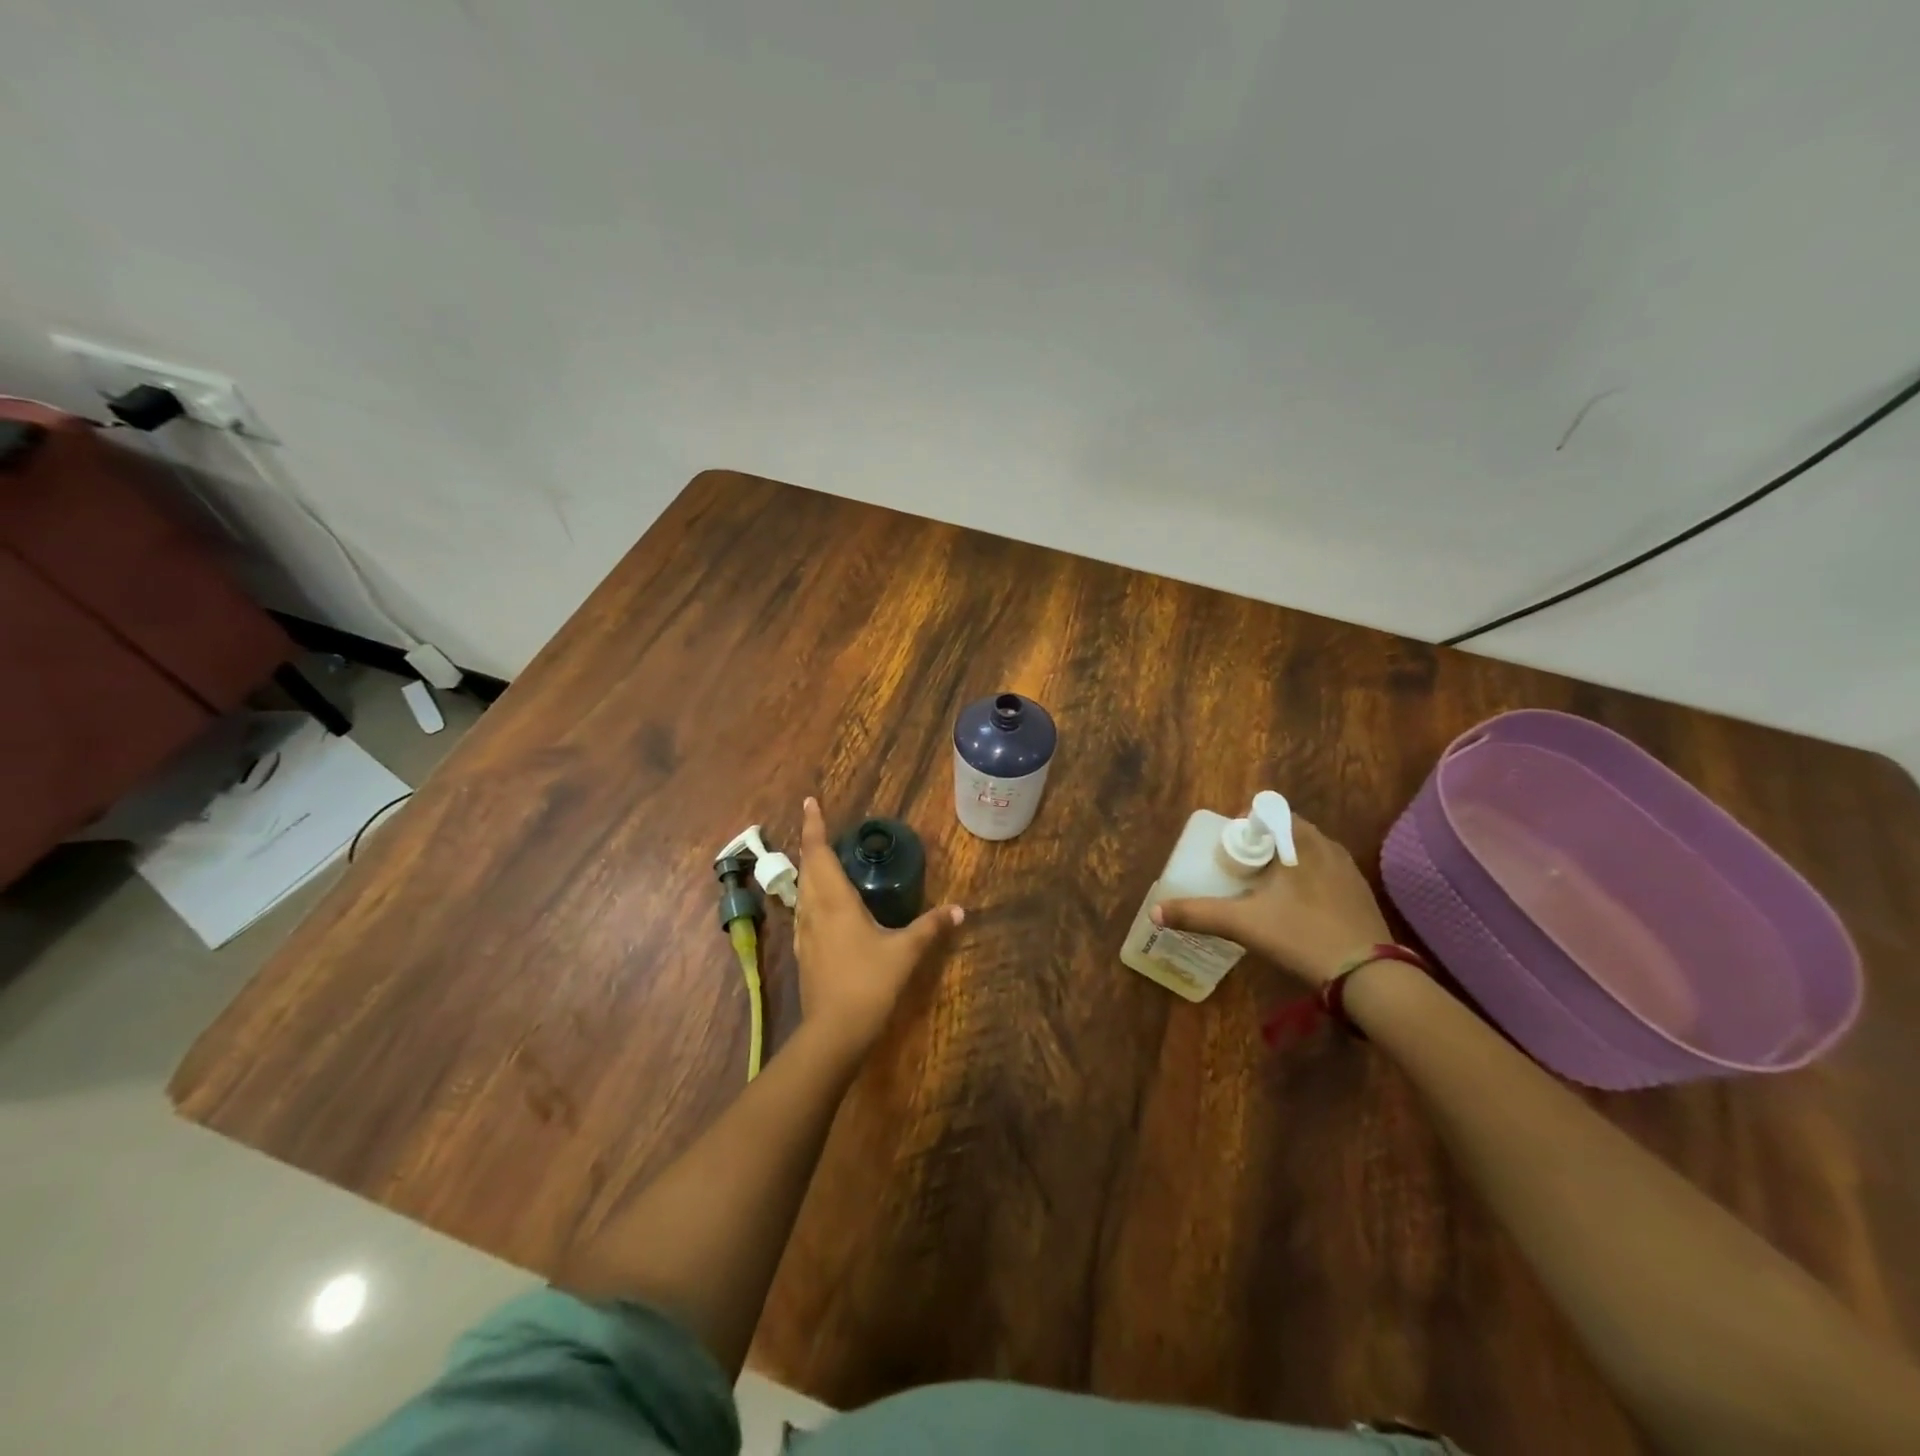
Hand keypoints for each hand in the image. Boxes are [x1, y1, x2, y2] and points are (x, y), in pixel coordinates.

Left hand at [795, 796, 963, 1053]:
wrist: (833, 1031)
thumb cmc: (869, 982)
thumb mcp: (905, 951)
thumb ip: (931, 927)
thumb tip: (960, 909)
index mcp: (834, 900)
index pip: (818, 853)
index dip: (813, 826)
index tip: (810, 802)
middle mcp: (813, 910)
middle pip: (807, 868)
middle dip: (811, 842)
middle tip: (818, 824)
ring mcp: (804, 933)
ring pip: (801, 890)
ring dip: (808, 869)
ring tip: (820, 858)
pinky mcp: (803, 953)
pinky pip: (803, 912)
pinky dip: (809, 896)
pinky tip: (820, 905)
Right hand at [1153, 816, 1390, 986]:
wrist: (1368, 976)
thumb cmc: (1301, 935)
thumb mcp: (1242, 924)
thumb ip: (1197, 914)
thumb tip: (1156, 912)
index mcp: (1300, 841)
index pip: (1268, 810)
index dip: (1245, 824)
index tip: (1230, 849)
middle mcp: (1327, 846)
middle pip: (1286, 831)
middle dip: (1261, 846)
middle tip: (1240, 872)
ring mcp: (1348, 870)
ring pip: (1307, 853)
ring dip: (1284, 864)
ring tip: (1264, 892)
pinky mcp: (1360, 894)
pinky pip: (1325, 873)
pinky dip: (1305, 881)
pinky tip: (1295, 911)